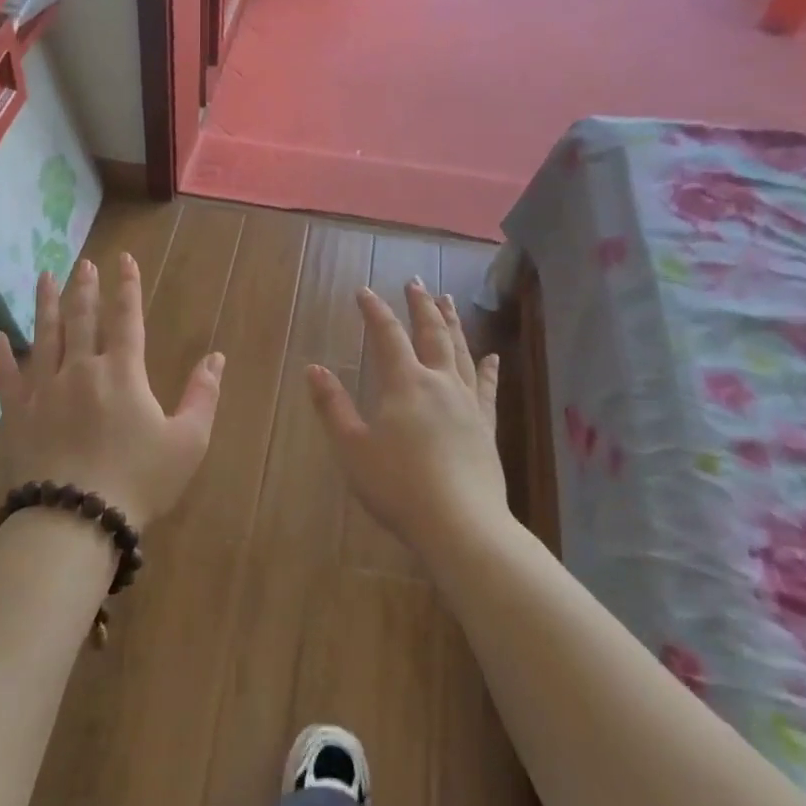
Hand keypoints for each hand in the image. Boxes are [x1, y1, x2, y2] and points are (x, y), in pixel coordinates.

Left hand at [0, 254, 224, 531]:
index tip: (123, 260)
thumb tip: (216, 357)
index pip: (126, 318)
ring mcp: (44, 389)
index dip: (127, 286)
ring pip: (44, 335)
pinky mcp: (17, 413)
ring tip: (46, 276)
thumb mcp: (188, 441)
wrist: (76, 518)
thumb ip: (203, 395)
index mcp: (122, 372)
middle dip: (85, 287)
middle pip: (81, 318)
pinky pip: (5, 376)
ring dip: (46, 304)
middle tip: (84, 263)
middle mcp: (80, 368)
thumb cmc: (139, 481)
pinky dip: (0, 354)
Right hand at [306, 281, 503, 556]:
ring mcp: (467, 403)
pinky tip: (491, 357)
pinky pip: (487, 388)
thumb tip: (314, 369)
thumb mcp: (352, 447)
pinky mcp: (486, 426)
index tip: (364, 291)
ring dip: (452, 324)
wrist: (460, 524)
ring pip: (461, 352)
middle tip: (415, 281)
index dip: (375, 311)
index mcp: (405, 384)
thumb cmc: (398, 486)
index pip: (387, 335)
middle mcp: (439, 383)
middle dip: (421, 305)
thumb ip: (333, 406)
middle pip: (432, 333)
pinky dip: (487, 369)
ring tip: (448, 301)